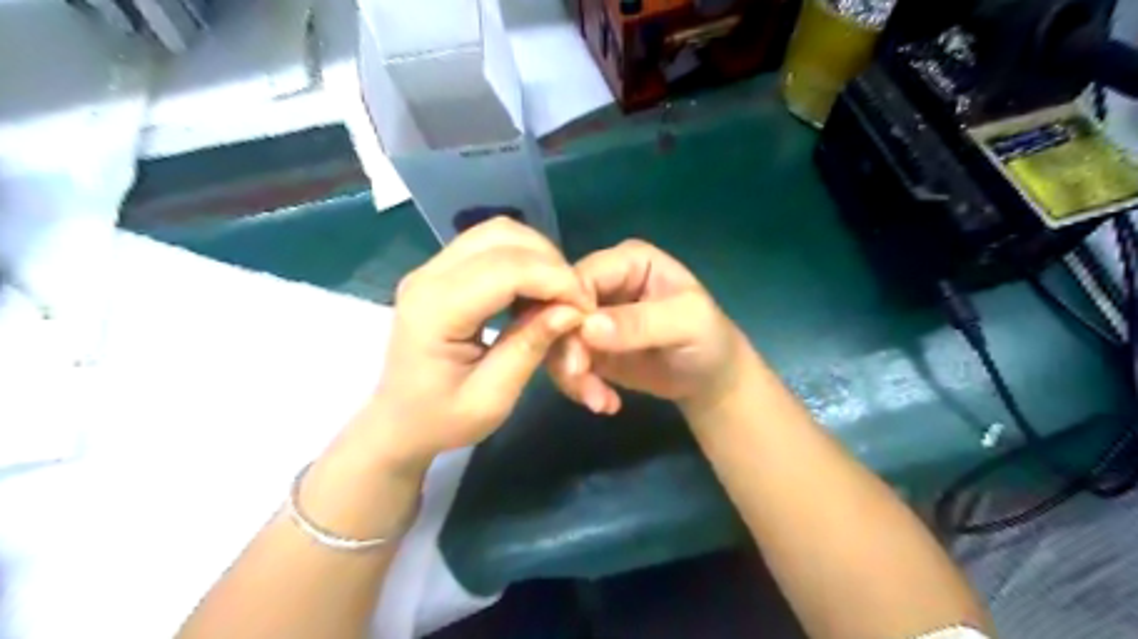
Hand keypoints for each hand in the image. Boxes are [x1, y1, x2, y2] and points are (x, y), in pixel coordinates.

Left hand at [362, 219, 596, 467]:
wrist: (397, 422)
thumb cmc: (441, 420)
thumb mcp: (492, 398)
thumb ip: (530, 347)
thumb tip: (571, 311)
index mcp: (435, 310)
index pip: (506, 270)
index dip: (555, 280)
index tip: (586, 309)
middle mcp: (428, 276)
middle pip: (502, 236)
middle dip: (551, 262)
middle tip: (575, 301)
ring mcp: (431, 268)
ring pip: (497, 232)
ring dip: (538, 256)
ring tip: (558, 294)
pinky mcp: (441, 270)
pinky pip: (490, 245)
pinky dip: (523, 259)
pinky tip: (535, 289)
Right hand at [550, 242, 752, 415]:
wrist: (710, 379)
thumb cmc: (708, 340)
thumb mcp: (687, 324)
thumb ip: (641, 322)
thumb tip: (587, 327)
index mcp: (627, 261)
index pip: (579, 277)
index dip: (568, 311)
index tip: (579, 352)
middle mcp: (603, 282)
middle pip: (558, 308)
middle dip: (567, 350)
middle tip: (585, 385)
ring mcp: (591, 315)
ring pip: (556, 338)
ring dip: (571, 374)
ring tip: (600, 401)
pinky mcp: (586, 345)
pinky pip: (564, 361)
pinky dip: (577, 386)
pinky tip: (604, 402)